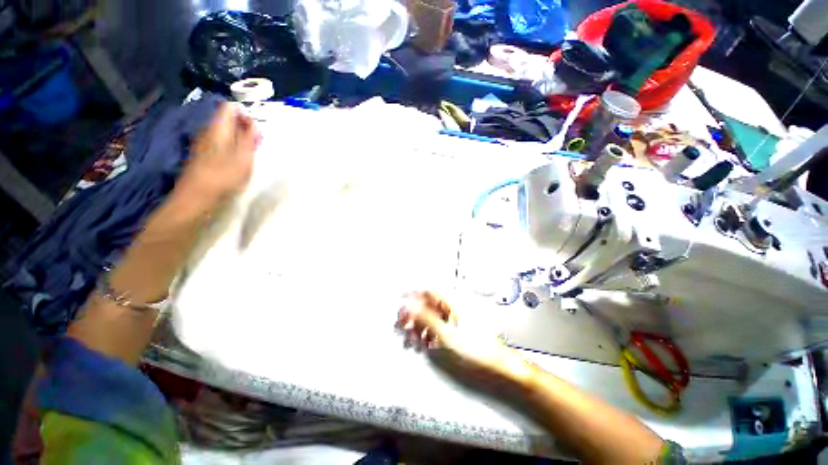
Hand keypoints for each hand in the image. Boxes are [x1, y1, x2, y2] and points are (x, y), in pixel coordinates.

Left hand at [176, 102, 259, 210]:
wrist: (196, 197)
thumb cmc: (223, 176)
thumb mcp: (243, 157)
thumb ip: (249, 138)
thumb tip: (252, 123)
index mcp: (217, 128)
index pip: (230, 107)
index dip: (246, 115)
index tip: (256, 131)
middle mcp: (208, 131)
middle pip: (227, 120)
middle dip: (245, 128)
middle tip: (256, 144)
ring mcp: (204, 143)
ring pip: (225, 132)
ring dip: (240, 139)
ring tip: (250, 154)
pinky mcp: (203, 155)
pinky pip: (221, 143)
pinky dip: (233, 148)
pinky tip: (239, 162)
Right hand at [396, 291, 534, 386]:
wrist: (498, 367)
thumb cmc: (476, 350)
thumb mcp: (446, 334)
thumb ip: (426, 317)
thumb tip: (410, 304)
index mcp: (453, 304)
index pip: (429, 291)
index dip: (414, 293)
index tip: (399, 298)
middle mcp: (453, 308)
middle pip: (428, 305)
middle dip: (412, 313)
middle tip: (401, 324)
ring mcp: (454, 320)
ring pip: (431, 317)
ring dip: (418, 326)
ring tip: (410, 339)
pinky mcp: (455, 331)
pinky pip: (437, 328)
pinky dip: (427, 334)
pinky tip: (422, 344)